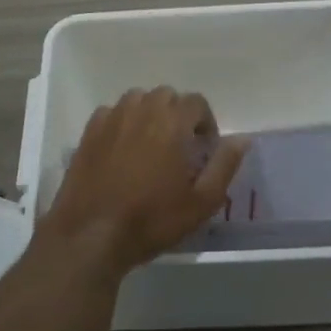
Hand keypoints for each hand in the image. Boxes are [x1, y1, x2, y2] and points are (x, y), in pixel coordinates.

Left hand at [46, 88, 247, 277]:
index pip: (196, 102)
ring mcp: (112, 118)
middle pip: (167, 96)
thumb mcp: (201, 202)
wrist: (92, 234)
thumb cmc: (152, 220)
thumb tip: (241, 139)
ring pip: (138, 99)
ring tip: (151, 143)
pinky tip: (122, 148)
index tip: (205, 147)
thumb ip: (224, 165)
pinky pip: (112, 112)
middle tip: (180, 146)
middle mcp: (142, 110)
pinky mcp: (89, 131)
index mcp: (172, 122)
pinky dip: (122, 122)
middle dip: (178, 114)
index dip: (205, 122)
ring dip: (149, 113)